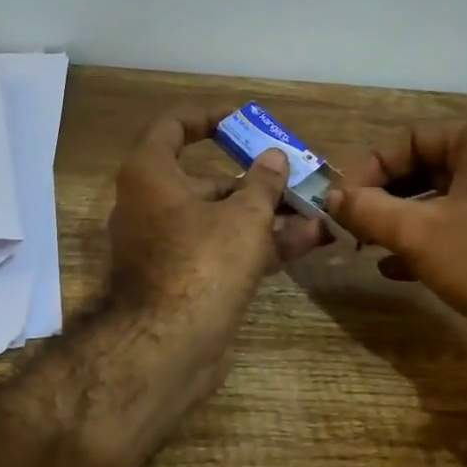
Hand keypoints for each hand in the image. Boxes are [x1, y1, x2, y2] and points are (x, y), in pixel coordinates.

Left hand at [107, 106, 324, 373]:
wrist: (168, 348)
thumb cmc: (201, 263)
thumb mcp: (243, 217)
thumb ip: (262, 183)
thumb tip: (274, 157)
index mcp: (150, 176)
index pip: (172, 128)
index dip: (208, 118)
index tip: (242, 120)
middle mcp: (151, 206)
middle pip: (206, 180)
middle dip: (256, 179)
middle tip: (295, 176)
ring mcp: (167, 247)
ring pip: (220, 220)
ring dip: (267, 215)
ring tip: (316, 210)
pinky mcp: (184, 280)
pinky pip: (222, 251)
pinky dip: (258, 244)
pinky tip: (306, 242)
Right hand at [326, 121, 466, 384]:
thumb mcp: (417, 233)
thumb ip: (367, 209)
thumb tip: (330, 198)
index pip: (410, 139)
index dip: (369, 169)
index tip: (340, 202)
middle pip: (424, 168)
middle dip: (383, 198)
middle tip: (351, 225)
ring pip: (439, 200)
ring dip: (399, 221)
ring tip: (366, 245)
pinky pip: (458, 225)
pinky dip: (425, 240)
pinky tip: (393, 267)